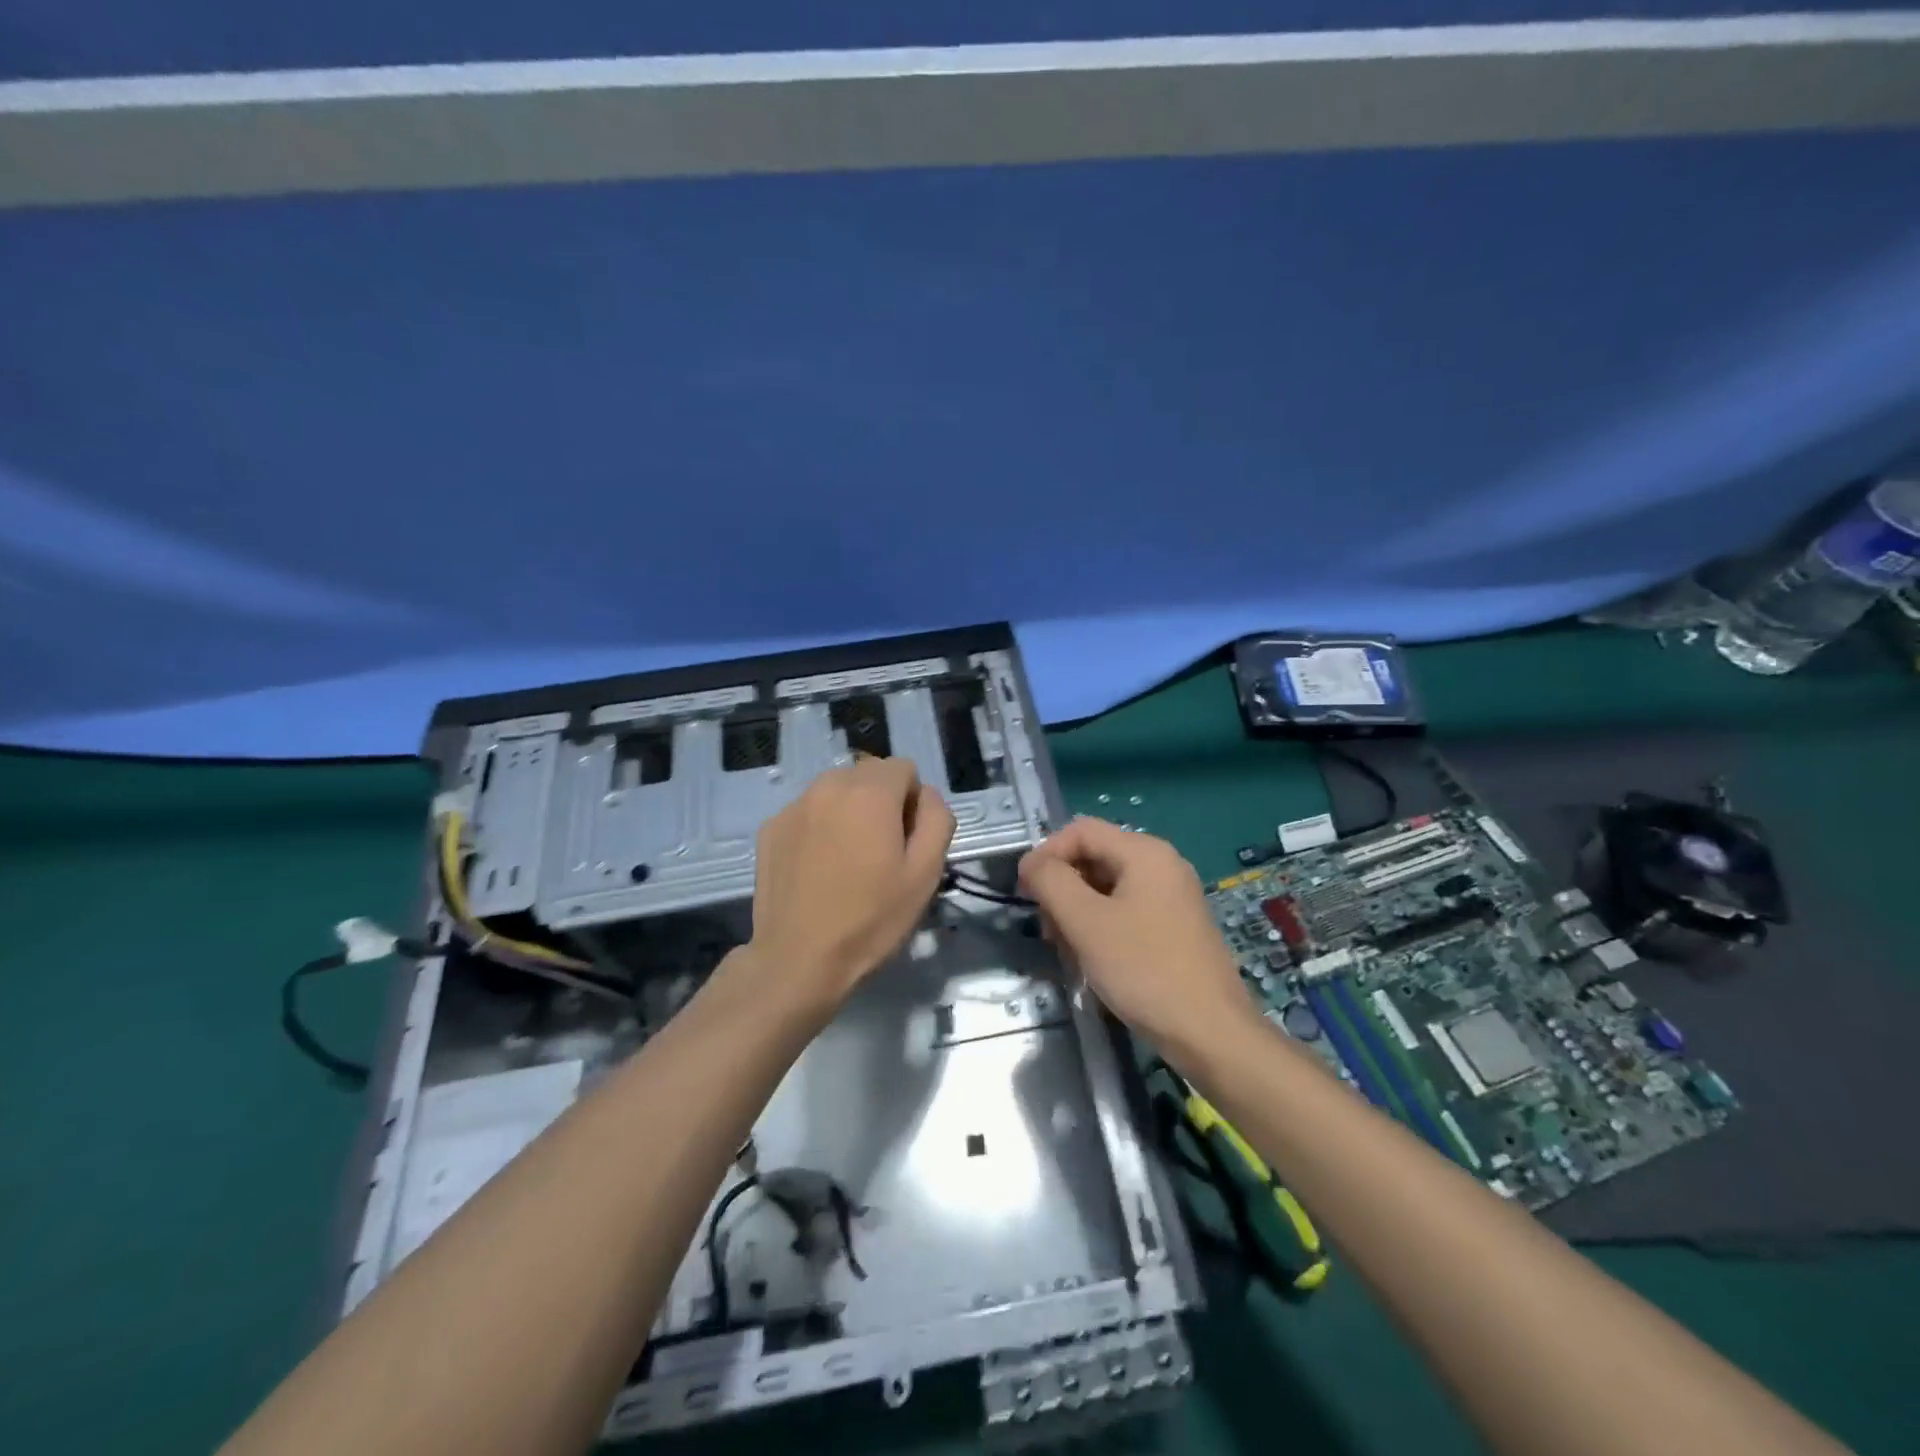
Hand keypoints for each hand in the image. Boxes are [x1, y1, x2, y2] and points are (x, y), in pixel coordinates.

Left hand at [741, 756, 955, 1011]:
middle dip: (881, 802)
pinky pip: (808, 812)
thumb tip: (926, 796)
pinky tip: (818, 868)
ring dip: (849, 811)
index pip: (904, 768)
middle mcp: (828, 785)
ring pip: (836, 791)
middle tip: (880, 852)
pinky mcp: (770, 827)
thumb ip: (936, 819)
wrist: (798, 959)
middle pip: (869, 775)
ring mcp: (794, 805)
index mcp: (870, 792)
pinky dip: (819, 827)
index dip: (914, 802)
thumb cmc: (871, 919)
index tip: (907, 841)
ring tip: (848, 860)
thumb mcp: (925, 873)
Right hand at [1018, 818, 1254, 1053]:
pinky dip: (1101, 928)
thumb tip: (1032, 863)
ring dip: (1077, 913)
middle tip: (1048, 931)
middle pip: (1093, 858)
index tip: (1025, 893)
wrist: (1211, 1034)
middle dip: (1062, 889)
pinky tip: (1093, 961)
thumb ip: (1052, 882)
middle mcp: (1162, 865)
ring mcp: (1171, 896)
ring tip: (1068, 952)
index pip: (1080, 831)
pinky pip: (1125, 911)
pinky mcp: (1174, 927)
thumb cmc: (1145, 970)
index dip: (1046, 855)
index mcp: (1145, 852)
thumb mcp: (1086, 923)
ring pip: (1106, 888)